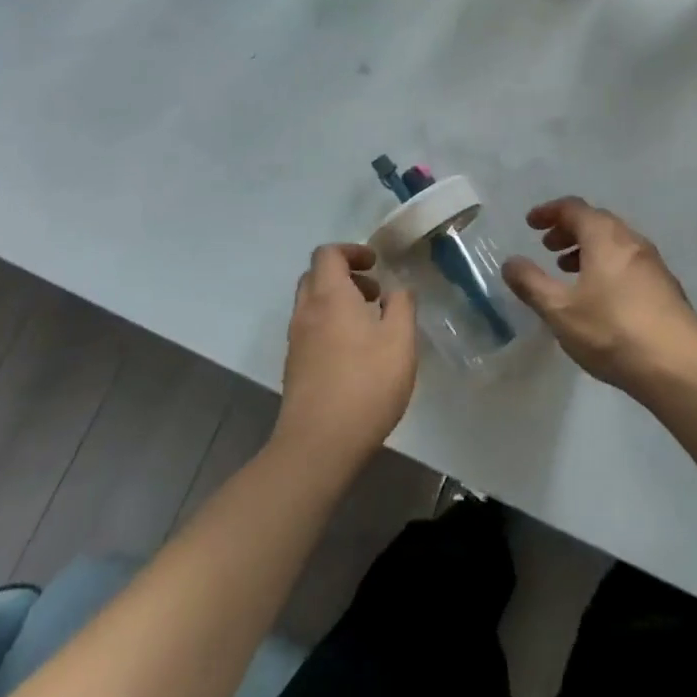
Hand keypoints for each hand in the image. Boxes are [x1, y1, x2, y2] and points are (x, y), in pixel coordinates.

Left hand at [274, 244, 418, 471]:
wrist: (318, 445)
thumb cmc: (365, 385)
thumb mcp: (400, 341)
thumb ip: (402, 306)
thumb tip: (398, 289)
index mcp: (329, 296)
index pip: (328, 254)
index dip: (352, 251)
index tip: (376, 264)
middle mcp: (306, 311)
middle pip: (316, 276)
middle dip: (345, 275)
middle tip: (374, 293)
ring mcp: (296, 341)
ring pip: (311, 304)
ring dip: (337, 301)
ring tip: (370, 324)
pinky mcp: (294, 367)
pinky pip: (310, 329)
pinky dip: (330, 325)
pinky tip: (355, 353)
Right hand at [502, 198, 696, 395]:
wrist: (680, 367)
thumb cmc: (613, 331)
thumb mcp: (560, 310)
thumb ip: (531, 283)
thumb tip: (510, 262)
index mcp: (605, 237)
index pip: (573, 208)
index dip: (549, 212)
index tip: (531, 224)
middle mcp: (631, 240)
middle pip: (596, 222)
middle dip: (569, 230)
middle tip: (548, 247)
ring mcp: (653, 263)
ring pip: (615, 243)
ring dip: (589, 249)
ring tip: (570, 271)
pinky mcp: (666, 287)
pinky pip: (629, 262)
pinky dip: (607, 265)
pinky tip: (601, 296)